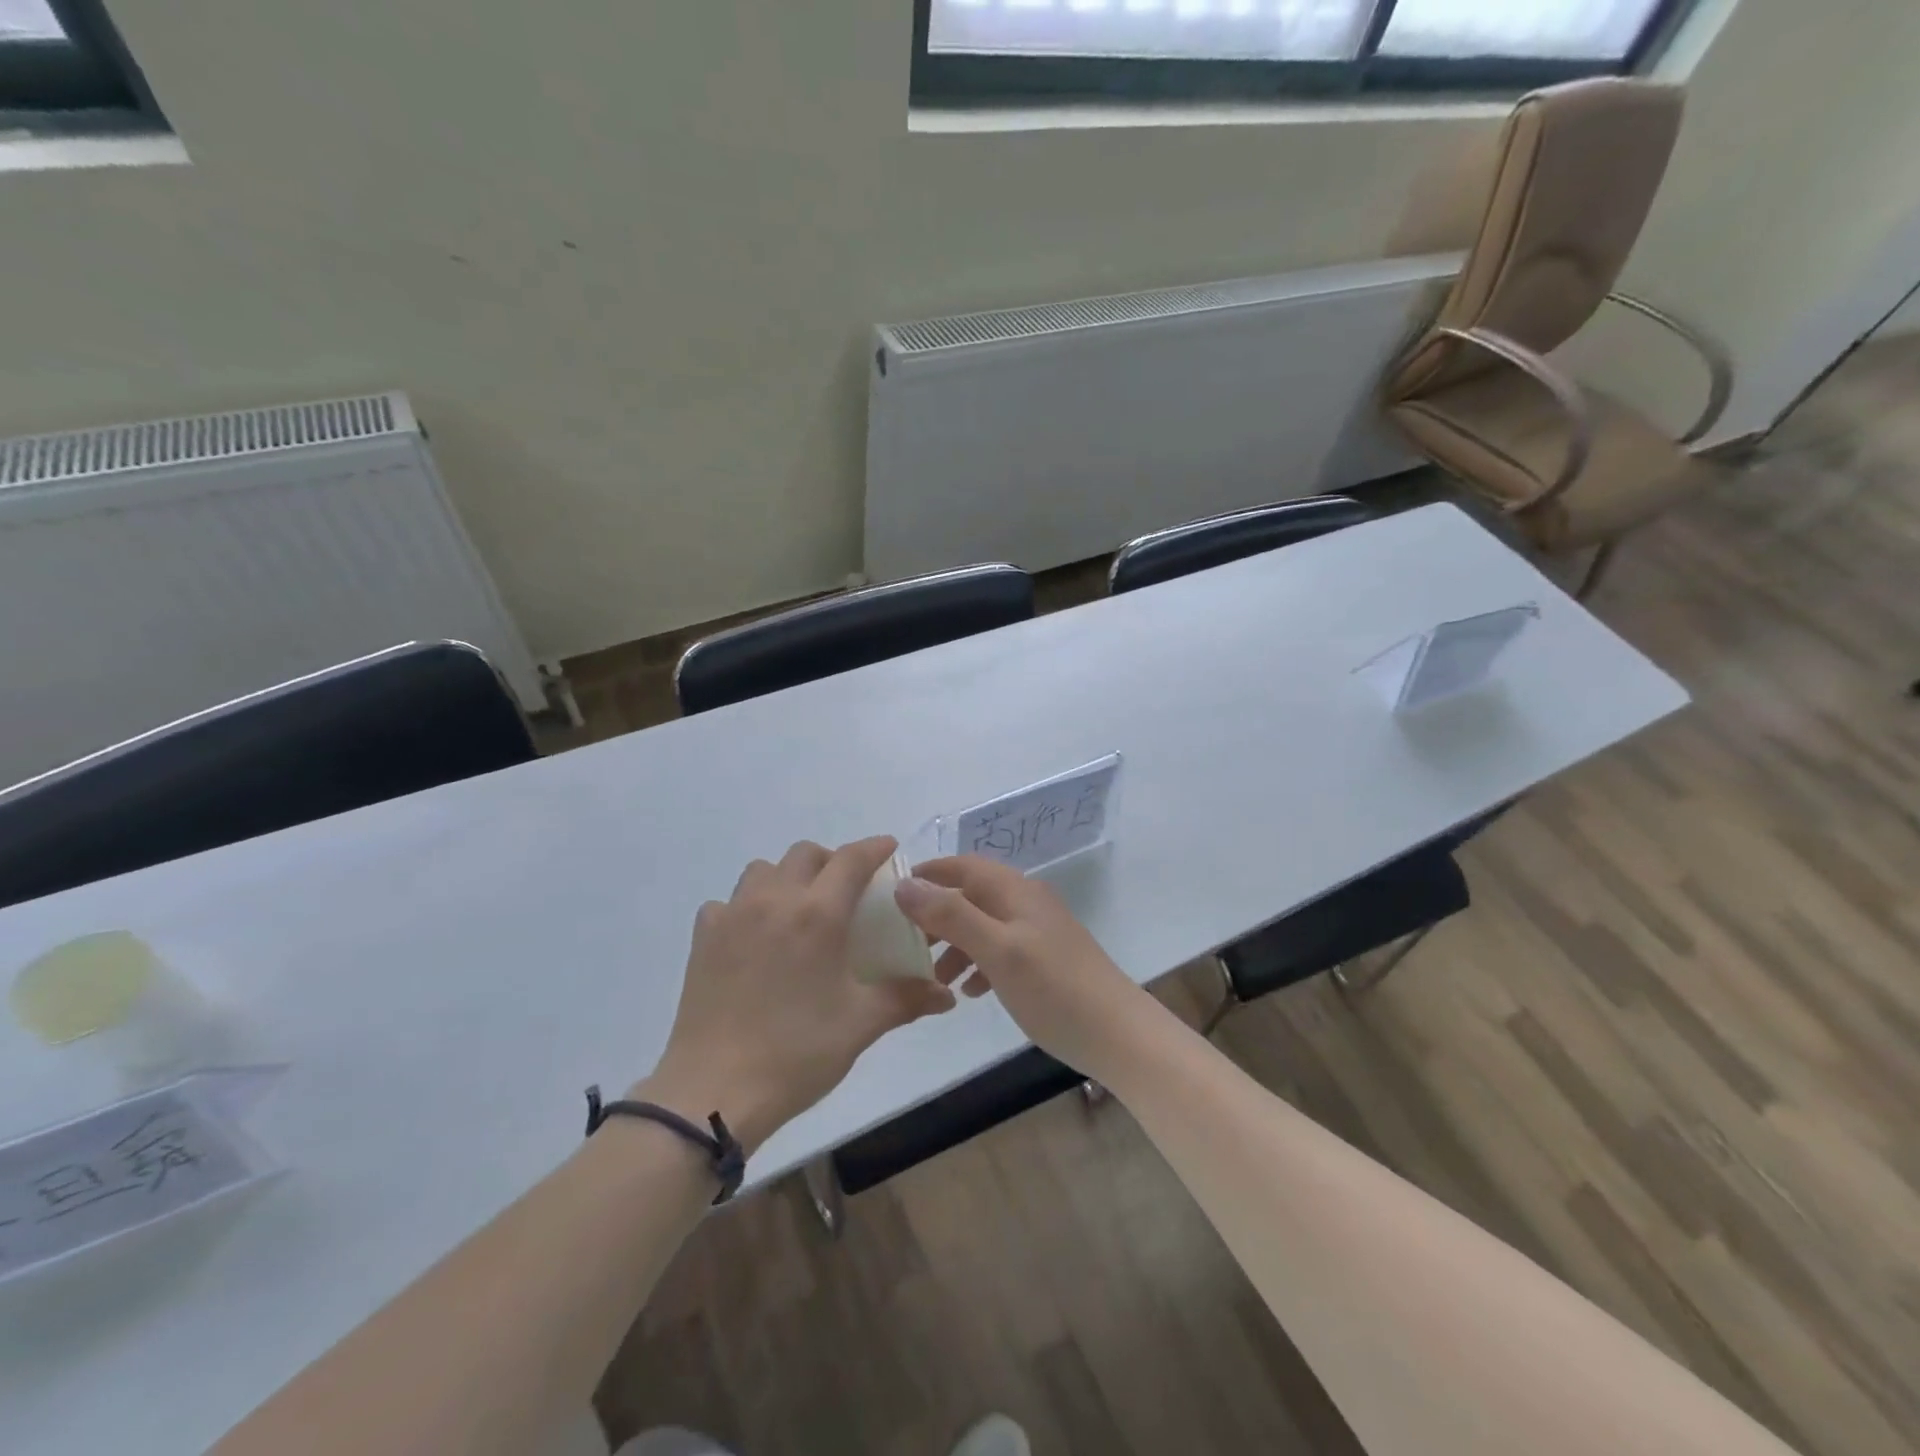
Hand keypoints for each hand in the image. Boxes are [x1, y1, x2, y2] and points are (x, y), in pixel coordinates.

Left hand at [641, 837, 954, 1153]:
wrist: (715, 1091)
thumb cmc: (797, 1053)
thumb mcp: (862, 1024)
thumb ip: (907, 998)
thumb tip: (947, 995)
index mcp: (818, 914)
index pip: (852, 859)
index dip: (875, 847)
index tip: (890, 848)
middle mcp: (774, 900)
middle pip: (806, 854)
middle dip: (832, 861)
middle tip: (847, 892)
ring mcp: (733, 915)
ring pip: (764, 870)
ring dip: (788, 877)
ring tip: (800, 910)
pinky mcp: (703, 938)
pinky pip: (728, 902)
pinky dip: (747, 907)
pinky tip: (755, 938)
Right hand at [892, 856, 1152, 1078]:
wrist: (1118, 1035)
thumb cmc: (1054, 988)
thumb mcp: (998, 950)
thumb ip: (952, 915)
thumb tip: (904, 885)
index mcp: (1015, 891)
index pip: (963, 865)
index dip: (929, 873)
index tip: (892, 894)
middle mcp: (1026, 903)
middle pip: (971, 895)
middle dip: (937, 914)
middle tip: (904, 942)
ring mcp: (1038, 932)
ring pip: (983, 926)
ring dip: (955, 944)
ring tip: (933, 976)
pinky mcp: (1044, 961)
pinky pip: (1000, 951)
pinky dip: (979, 964)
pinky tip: (970, 992)